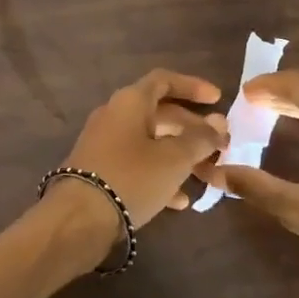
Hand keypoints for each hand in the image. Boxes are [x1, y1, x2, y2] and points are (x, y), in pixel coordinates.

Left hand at [60, 69, 228, 226]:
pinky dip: (159, 175)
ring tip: (206, 175)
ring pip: (150, 141)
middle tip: (218, 145)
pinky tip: (180, 201)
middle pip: (160, 113)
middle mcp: (114, 115)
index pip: (164, 80)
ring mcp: (104, 143)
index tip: (218, 99)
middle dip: (192, 128)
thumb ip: (200, 138)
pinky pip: (136, 164)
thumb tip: (219, 122)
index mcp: (130, 102)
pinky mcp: (100, 170)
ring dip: (179, 155)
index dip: (192, 86)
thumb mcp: (174, 158)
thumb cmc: (132, 177)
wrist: (79, 217)